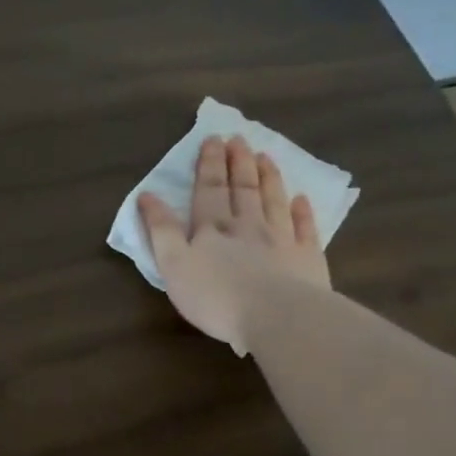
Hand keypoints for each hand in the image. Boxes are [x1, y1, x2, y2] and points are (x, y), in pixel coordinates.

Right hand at [138, 135, 330, 353]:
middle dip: (238, 162)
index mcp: (212, 227)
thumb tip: (147, 195)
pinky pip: (305, 229)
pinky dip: (303, 212)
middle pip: (243, 188)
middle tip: (239, 138)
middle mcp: (248, 225)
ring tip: (265, 156)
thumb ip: (160, 229)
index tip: (212, 139)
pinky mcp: (308, 259)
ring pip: (273, 201)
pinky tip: (301, 199)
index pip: (209, 188)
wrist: (276, 317)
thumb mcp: (173, 264)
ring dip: (268, 177)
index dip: (209, 164)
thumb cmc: (215, 295)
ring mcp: (281, 240)